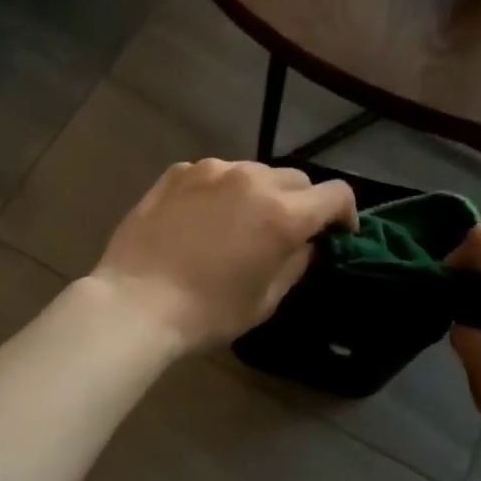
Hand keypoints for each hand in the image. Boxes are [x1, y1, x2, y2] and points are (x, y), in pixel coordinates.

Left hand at [89, 160, 356, 355]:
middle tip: (286, 232)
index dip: (345, 213)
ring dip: (258, 193)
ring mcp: (211, 170)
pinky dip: (220, 190)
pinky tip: (202, 218)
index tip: (337, 233)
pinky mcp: (178, 172)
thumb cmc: (207, 311)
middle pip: (295, 179)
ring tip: (239, 223)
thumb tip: (307, 243)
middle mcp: (251, 179)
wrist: (136, 301)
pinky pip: (214, 174)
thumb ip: (295, 263)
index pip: (335, 194)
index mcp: (282, 213)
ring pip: (253, 172)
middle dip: (301, 203)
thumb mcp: (265, 299)